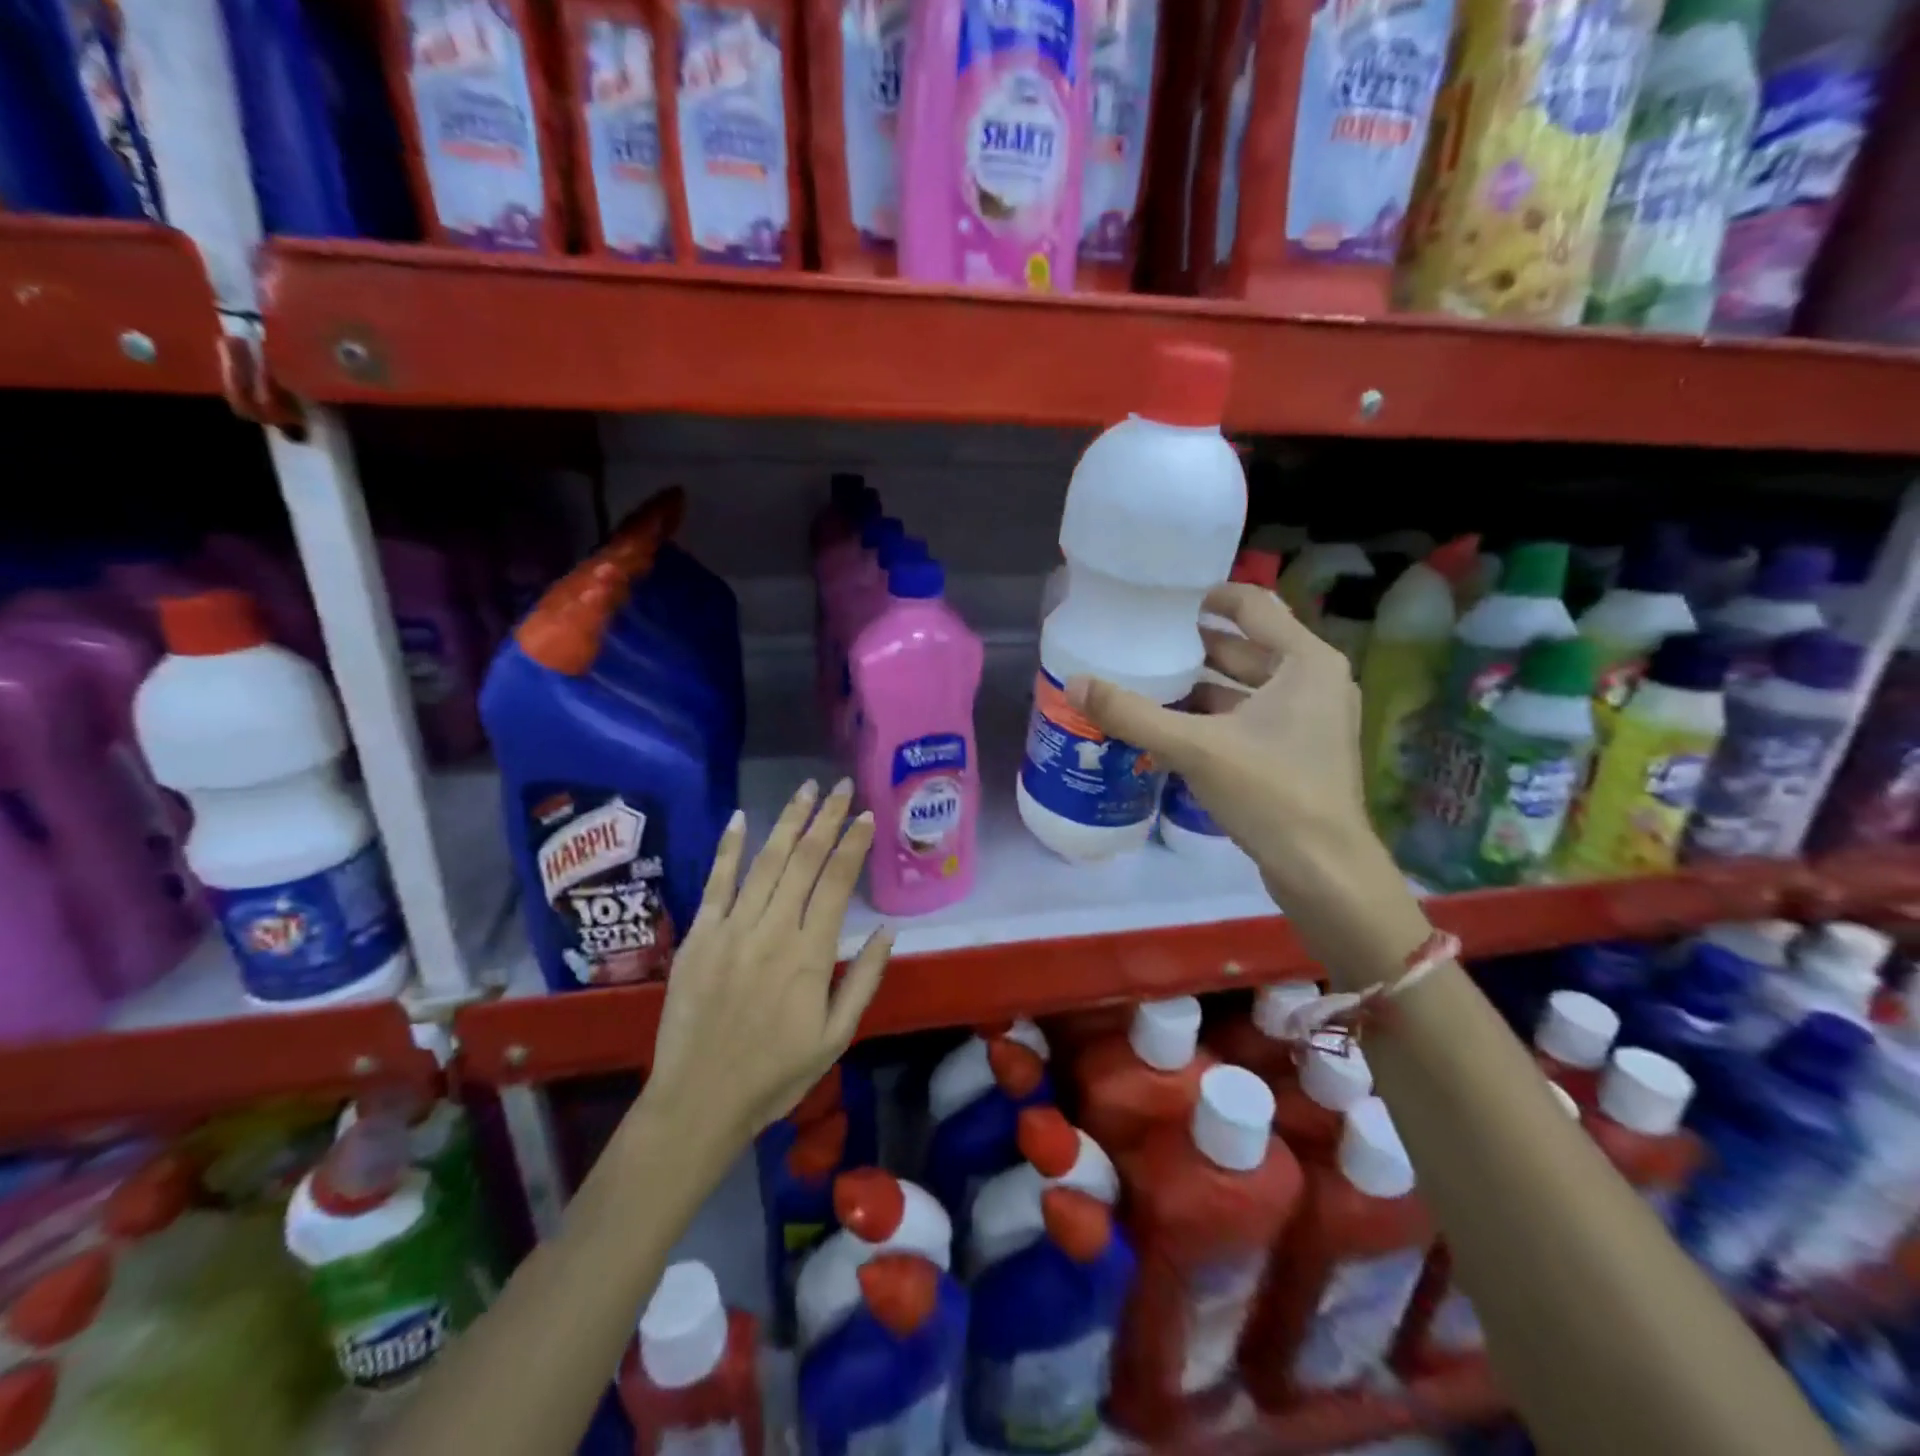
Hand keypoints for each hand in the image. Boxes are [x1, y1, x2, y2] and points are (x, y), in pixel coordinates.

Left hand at [643, 779, 894, 1153]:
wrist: (699, 1100)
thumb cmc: (776, 1074)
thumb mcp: (837, 1037)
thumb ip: (863, 980)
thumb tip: (889, 930)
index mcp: (810, 954)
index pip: (837, 882)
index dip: (852, 843)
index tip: (865, 814)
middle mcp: (773, 930)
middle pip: (804, 860)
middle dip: (824, 818)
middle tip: (839, 786)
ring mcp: (731, 928)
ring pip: (765, 862)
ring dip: (787, 822)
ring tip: (804, 789)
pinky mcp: (699, 935)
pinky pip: (715, 882)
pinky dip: (728, 848)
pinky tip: (740, 818)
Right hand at [1066, 584, 1427, 981]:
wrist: (1324, 872)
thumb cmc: (1271, 794)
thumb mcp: (1195, 748)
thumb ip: (1133, 714)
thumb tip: (1076, 683)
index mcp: (1306, 662)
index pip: (1252, 605)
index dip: (1206, 596)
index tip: (1161, 598)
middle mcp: (1315, 681)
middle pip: (1246, 647)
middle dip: (1194, 644)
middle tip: (1142, 640)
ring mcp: (1310, 720)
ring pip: (1246, 686)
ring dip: (1201, 684)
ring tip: (1147, 679)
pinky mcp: (1299, 752)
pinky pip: (1250, 717)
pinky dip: (1214, 716)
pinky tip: (1171, 725)